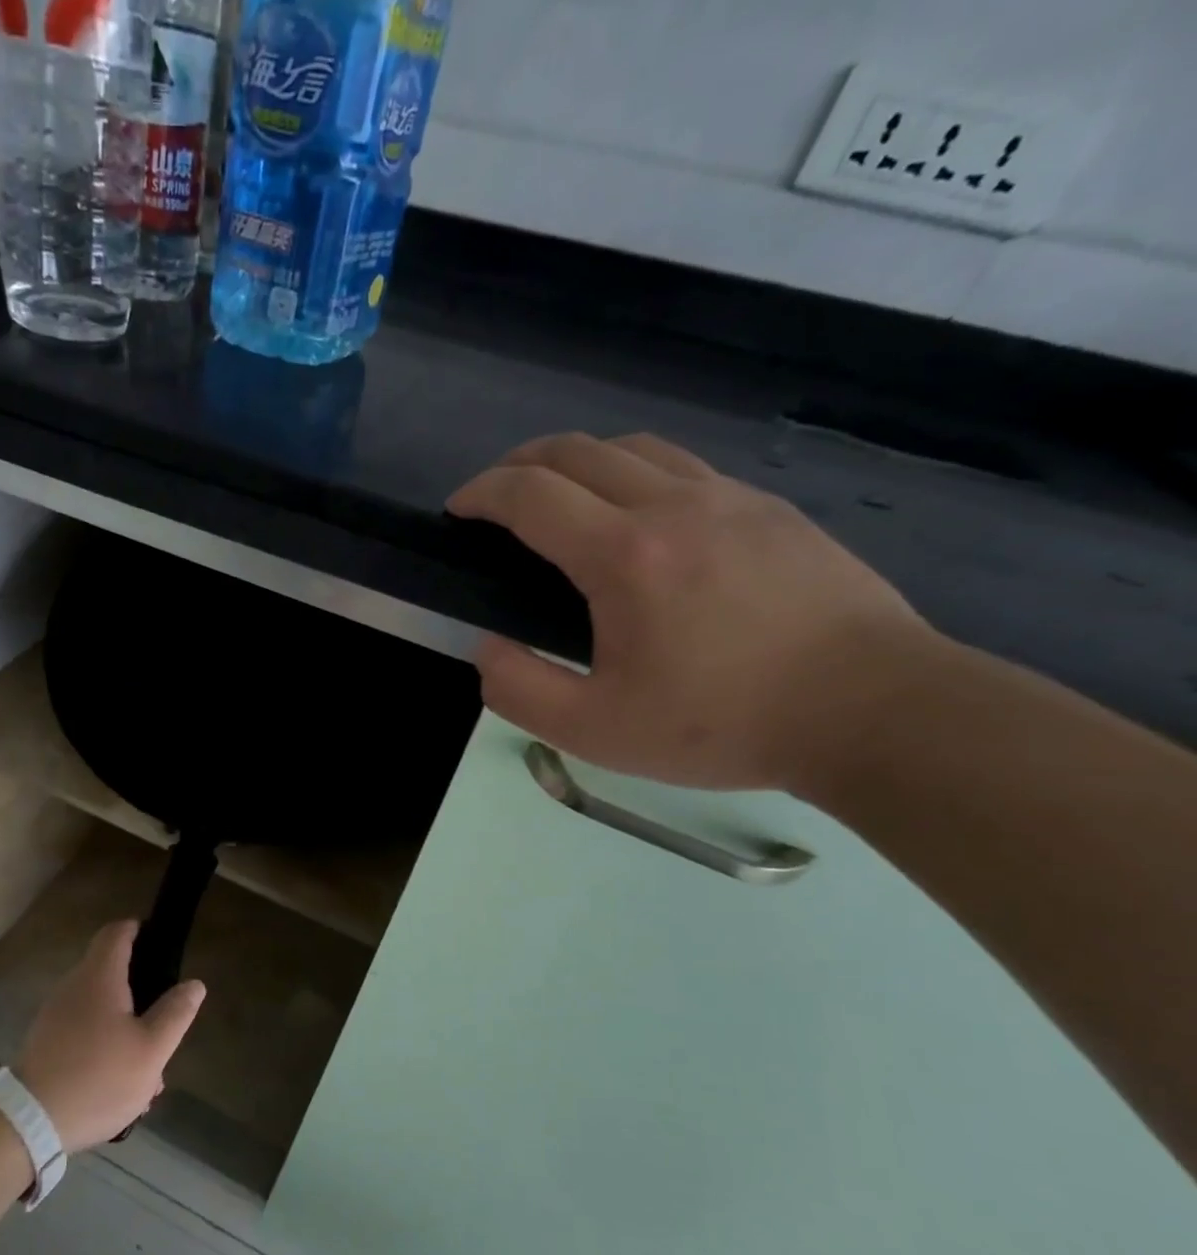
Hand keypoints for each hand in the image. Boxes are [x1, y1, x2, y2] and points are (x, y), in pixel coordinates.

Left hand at [14, 922, 206, 1152]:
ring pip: (100, 1006)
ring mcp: (55, 1013)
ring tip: (148, 1066)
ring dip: (125, 1024)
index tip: (160, 944)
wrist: (29, 1122)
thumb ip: (175, 1014)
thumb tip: (194, 984)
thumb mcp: (151, 1050)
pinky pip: (83, 1028)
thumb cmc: (98, 1077)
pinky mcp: (46, 1041)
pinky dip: (105, 1041)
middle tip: (164, 1019)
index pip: (117, 932)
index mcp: (99, 976)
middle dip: (140, 991)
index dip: (139, 930)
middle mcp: (73, 985)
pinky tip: (120, 1080)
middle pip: (110, 970)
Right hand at [449, 432, 941, 793]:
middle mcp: (673, 506)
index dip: (481, 494)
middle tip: (494, 498)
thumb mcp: (595, 732)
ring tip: (558, 496)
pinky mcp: (770, 509)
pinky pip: (683, 466)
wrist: (874, 711)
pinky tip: (637, 514)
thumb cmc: (722, 725)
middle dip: (519, 464)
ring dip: (577, 460)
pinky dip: (634, 472)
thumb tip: (487, 649)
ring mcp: (729, 499)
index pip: (530, 495)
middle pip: (577, 450)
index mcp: (624, 556)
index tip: (457, 512)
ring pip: (633, 446)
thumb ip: (519, 690)